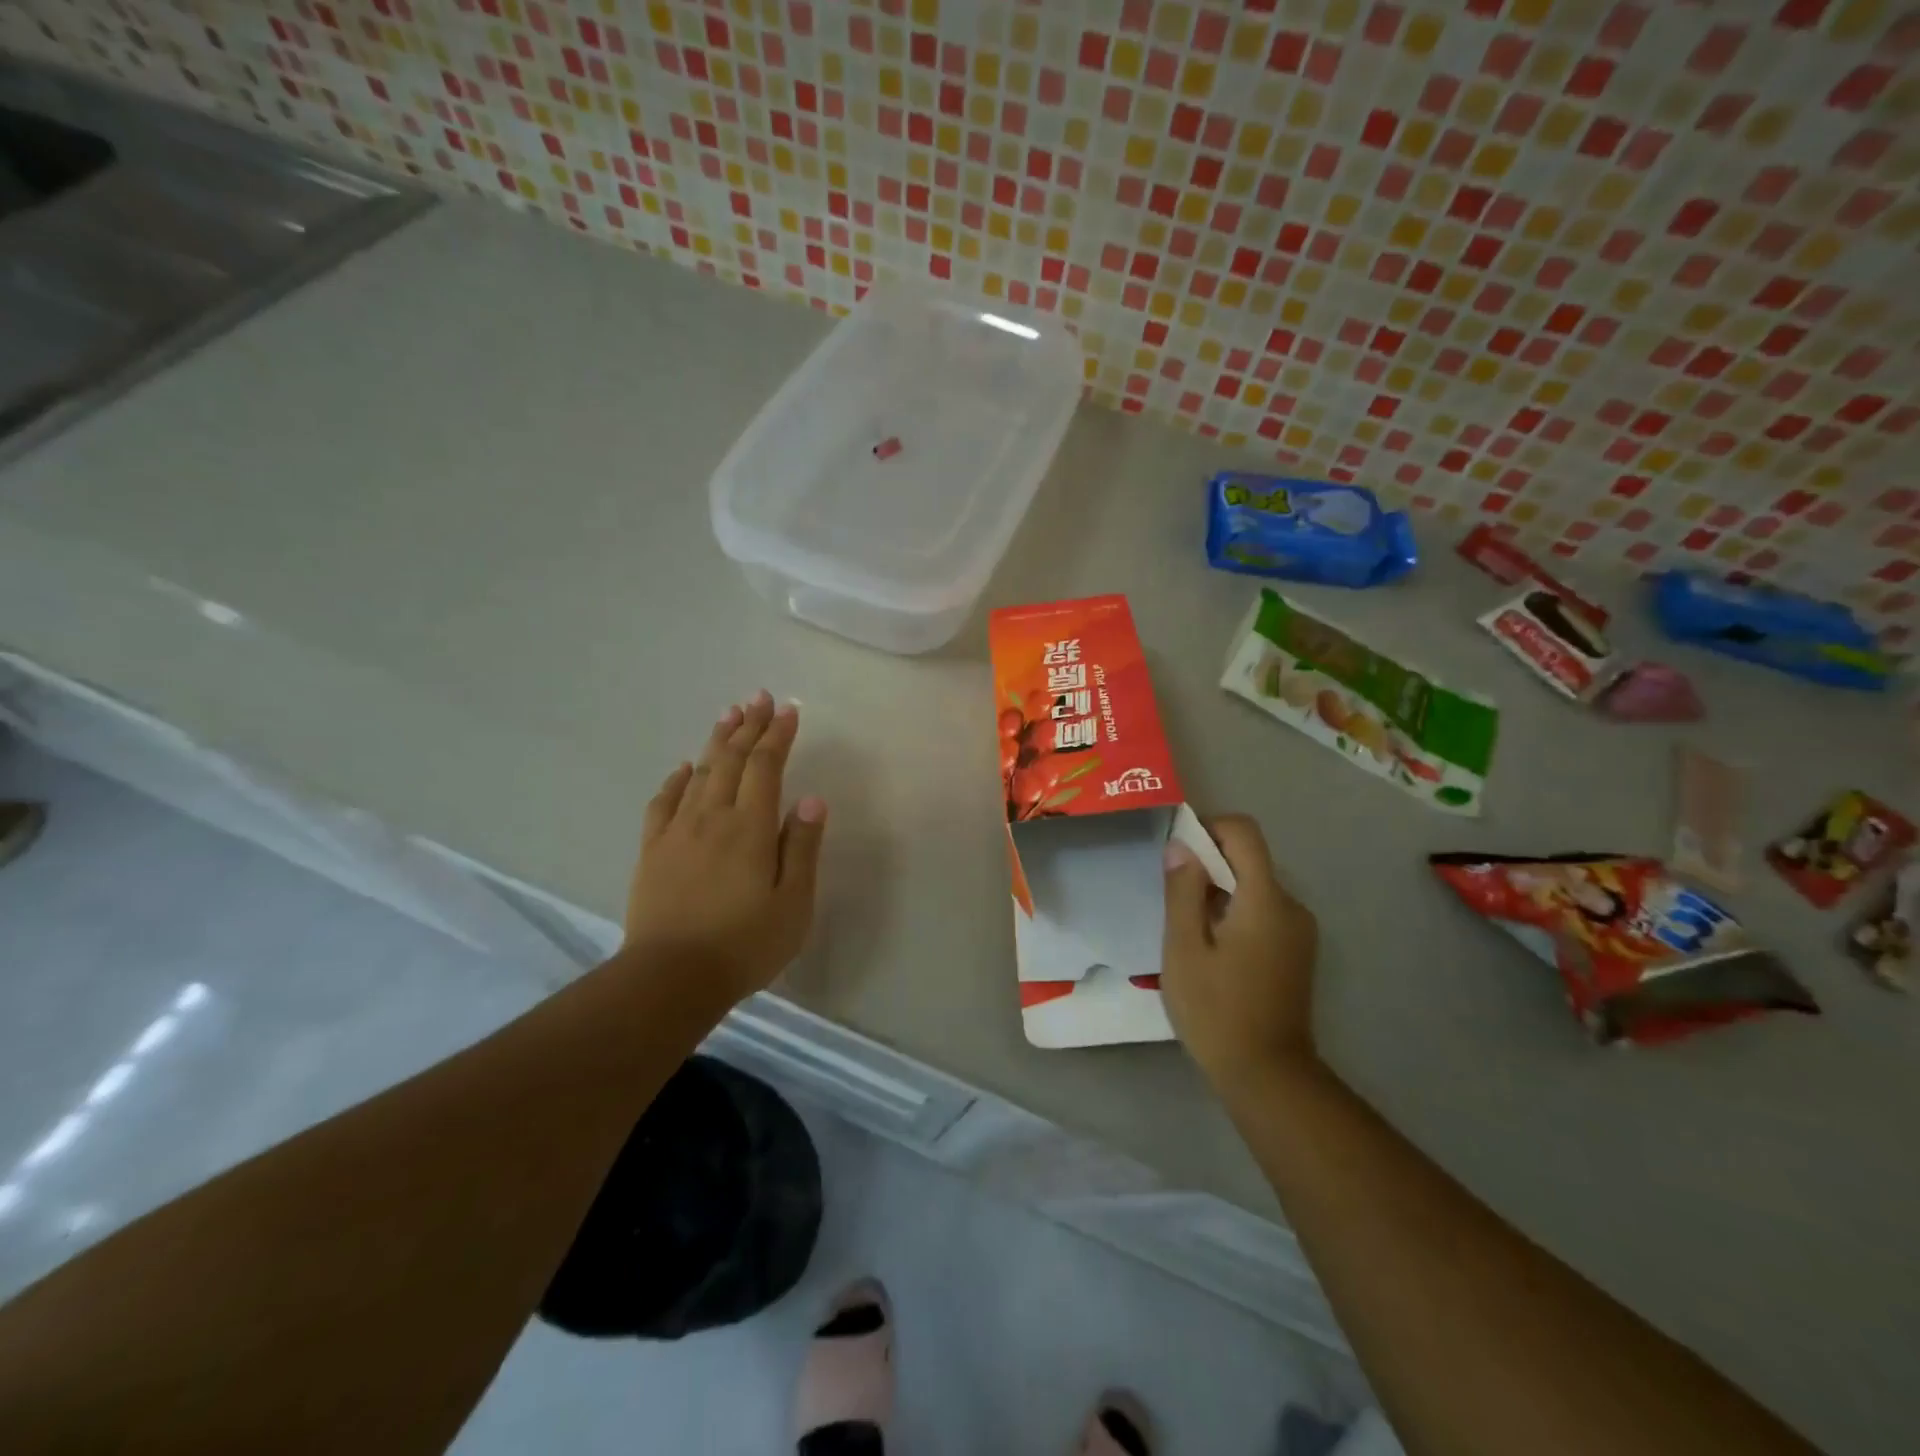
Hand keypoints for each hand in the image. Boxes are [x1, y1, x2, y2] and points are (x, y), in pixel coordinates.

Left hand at [624, 691, 826, 1006]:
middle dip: (749, 725)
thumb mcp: (793, 902)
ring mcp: (677, 832)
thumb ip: (802, 847)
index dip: (778, 735)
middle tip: (759, 697)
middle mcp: (712, 817)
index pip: (766, 767)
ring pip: (699, 772)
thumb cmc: (744, 944)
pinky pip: (663, 802)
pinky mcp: (653, 851)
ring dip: (716, 741)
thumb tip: (811, 800)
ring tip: (728, 714)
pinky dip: (675, 779)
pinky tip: (683, 768)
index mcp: (750, 827)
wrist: (670, 978)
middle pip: (731, 759)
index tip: (789, 710)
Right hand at [1161, 814, 1319, 1092]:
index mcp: (1266, 900)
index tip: (1178, 848)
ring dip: (1220, 891)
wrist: (1269, 1077)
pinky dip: (1235, 913)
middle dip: (1209, 863)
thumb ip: (1183, 891)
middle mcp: (1291, 907)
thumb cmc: (1217, 1010)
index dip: (1209, 827)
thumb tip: (1181, 846)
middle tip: (1172, 893)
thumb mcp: (1185, 948)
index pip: (1244, 833)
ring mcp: (1299, 931)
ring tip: (1186, 927)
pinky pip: (1263, 912)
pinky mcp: (1297, 952)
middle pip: (1250, 860)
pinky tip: (1211, 949)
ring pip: (1254, 888)